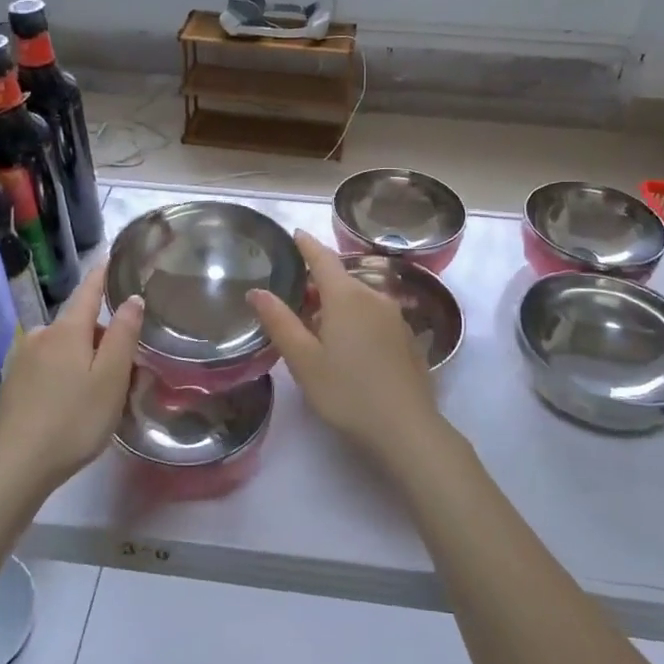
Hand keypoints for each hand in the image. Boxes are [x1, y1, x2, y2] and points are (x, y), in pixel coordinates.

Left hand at [0, 266, 142, 494]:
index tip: (113, 257)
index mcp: (66, 330)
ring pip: (64, 347)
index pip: (89, 290)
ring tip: (102, 392)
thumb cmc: (73, 420)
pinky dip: (65, 373)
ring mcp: (22, 360)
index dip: (103, 273)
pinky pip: (48, 366)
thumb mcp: (111, 379)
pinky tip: (72, 403)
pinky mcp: (12, 384)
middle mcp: (40, 335)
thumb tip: (132, 298)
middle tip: (127, 367)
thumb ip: (124, 335)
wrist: (15, 467)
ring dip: (84, 358)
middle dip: (103, 335)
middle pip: (79, 323)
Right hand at [248, 230, 437, 458]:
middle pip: (341, 279)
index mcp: (346, 297)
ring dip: (336, 304)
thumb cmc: (347, 392)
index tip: (295, 234)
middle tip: (292, 299)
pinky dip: (355, 319)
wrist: (407, 429)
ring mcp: (395, 318)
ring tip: (315, 327)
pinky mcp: (407, 338)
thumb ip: (280, 322)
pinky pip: (374, 316)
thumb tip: (257, 291)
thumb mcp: (304, 360)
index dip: (307, 245)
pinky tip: (347, 347)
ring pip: (359, 299)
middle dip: (317, 283)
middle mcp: (374, 297)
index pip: (323, 258)